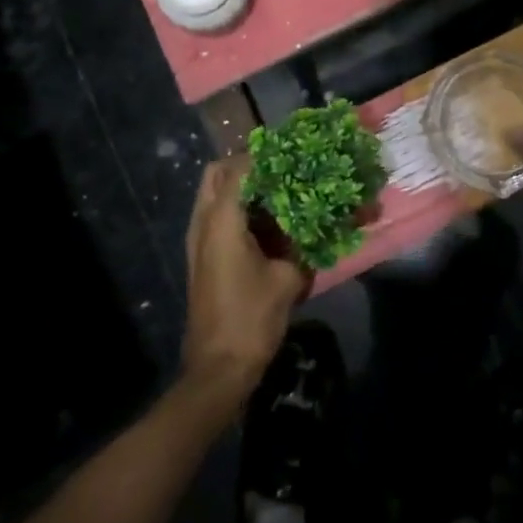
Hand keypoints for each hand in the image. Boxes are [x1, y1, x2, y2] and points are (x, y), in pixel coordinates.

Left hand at [181, 158, 309, 406]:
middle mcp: (203, 222)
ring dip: (242, 187)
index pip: (240, 167)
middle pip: (217, 173)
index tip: (294, 154)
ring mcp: (197, 240)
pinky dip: (238, 209)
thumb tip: (326, 220)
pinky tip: (270, 224)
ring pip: (214, 194)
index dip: (267, 156)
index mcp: (222, 219)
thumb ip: (305, 242)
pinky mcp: (201, 256)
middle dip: (247, 165)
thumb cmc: (252, 318)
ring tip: (280, 195)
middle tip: (281, 172)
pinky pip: (216, 216)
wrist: (217, 369)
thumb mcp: (288, 278)